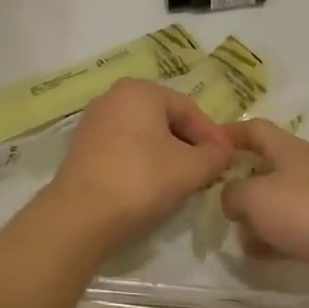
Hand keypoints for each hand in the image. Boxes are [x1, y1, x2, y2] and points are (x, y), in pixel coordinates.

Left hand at [43, 79, 236, 250]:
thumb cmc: (141, 180)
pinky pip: (125, 149)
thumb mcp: (191, 168)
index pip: (188, 108)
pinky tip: (154, 187)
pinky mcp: (83, 149)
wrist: (80, 217)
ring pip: (145, 136)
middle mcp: (113, 98)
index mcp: (139, 91)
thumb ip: (215, 156)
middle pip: (165, 120)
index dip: (213, 136)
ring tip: (185, 182)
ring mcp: (94, 123)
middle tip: (209, 172)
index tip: (228, 161)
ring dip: (169, 156)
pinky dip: (145, 163)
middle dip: (191, 145)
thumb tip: (223, 152)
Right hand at [219, 120, 308, 299]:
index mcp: (287, 149)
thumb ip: (231, 193)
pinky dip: (270, 240)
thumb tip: (230, 199)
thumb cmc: (304, 210)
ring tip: (231, 231)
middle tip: (213, 197)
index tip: (206, 146)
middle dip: (238, 181)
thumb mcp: (254, 196)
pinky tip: (254, 255)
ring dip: (254, 215)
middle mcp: (302, 169)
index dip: (229, 133)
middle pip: (264, 166)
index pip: (255, 129)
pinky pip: (289, 230)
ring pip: (275, 202)